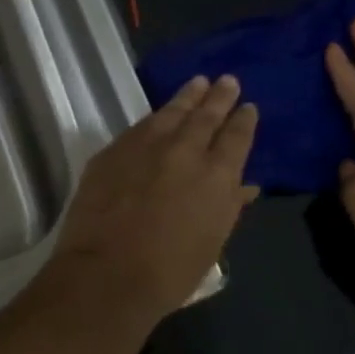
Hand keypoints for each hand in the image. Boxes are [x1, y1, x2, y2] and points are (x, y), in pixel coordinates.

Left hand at [41, 75, 259, 327]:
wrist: (106, 273)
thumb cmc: (169, 272)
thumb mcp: (211, 243)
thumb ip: (229, 207)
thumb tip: (245, 186)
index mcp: (217, 175)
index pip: (237, 137)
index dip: (244, 120)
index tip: (248, 107)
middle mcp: (184, 150)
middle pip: (206, 115)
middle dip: (219, 97)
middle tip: (228, 80)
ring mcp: (145, 146)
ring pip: (171, 112)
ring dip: (187, 96)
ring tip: (197, 83)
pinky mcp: (113, 151)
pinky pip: (140, 126)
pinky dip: (155, 117)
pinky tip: (158, 115)